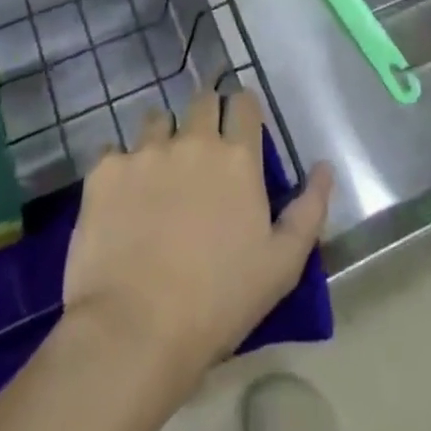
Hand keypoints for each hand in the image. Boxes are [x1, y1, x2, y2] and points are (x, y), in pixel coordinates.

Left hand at [62, 89, 333, 394]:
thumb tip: (324, 166)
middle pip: (201, 100)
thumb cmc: (218, 302)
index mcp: (237, 158)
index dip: (242, 110)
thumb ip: (309, 209)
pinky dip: (121, 167)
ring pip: (156, 119)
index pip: (244, 103)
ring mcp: (145, 151)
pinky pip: (114, 151)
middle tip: (201, 149)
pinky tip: (120, 199)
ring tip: (158, 172)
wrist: (134, 331)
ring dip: (162, 136)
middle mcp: (193, 140)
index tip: (239, 127)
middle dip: (205, 114)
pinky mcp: (105, 169)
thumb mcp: (282, 266)